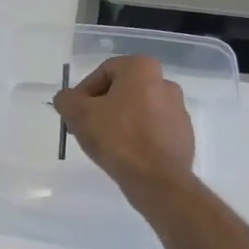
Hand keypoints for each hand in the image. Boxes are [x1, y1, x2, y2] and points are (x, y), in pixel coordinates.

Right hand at [53, 55, 196, 198]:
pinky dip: (137, 137)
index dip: (83, 92)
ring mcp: (178, 110)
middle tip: (86, 129)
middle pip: (122, 91)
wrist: (157, 179)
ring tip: (104, 145)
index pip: (104, 72)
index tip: (74, 114)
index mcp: (142, 69)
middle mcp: (165, 83)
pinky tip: (125, 155)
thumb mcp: (78, 115)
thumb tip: (67, 99)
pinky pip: (152, 130)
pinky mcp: (183, 134)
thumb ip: (66, 100)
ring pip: (138, 111)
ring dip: (119, 122)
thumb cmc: (117, 138)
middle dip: (101, 108)